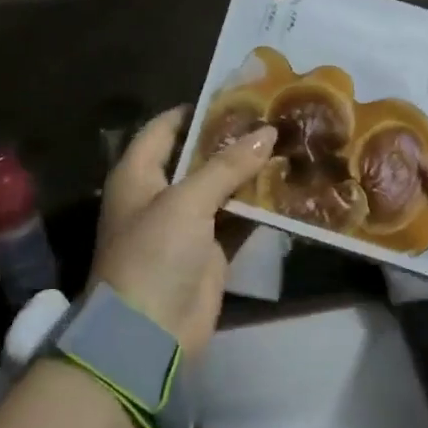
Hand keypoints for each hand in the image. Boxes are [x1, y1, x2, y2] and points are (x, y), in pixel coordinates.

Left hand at [91, 106, 276, 356]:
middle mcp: (160, 194)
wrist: (148, 333)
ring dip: (250, 172)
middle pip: (198, 157)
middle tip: (275, 118)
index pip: (165, 128)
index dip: (197, 110)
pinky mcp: (210, 251)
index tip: (238, 95)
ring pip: (222, 188)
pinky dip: (258, 206)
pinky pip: (237, 219)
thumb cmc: (154, 254)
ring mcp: (186, 224)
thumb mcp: (187, 202)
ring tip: (289, 145)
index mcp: (138, 174)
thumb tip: (266, 132)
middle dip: (233, 140)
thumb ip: (227, 166)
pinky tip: (288, 188)